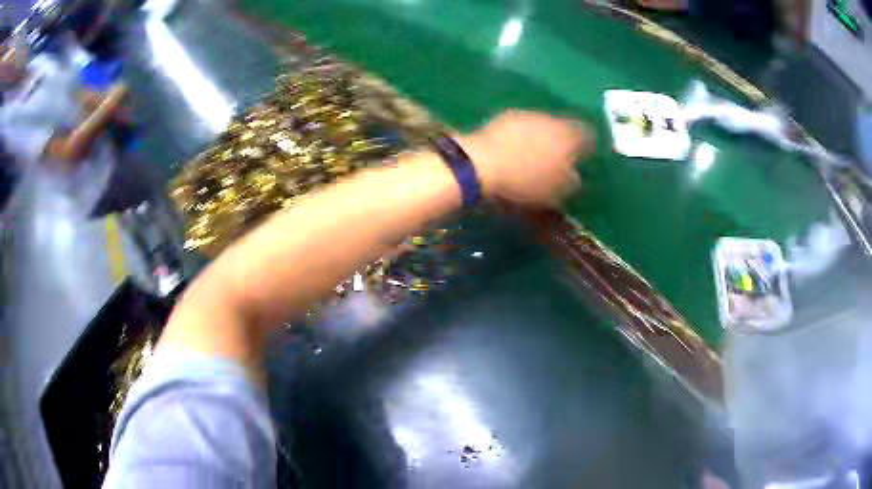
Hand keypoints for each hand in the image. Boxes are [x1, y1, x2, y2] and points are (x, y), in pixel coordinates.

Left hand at [462, 111, 594, 205]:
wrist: (481, 164)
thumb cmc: (526, 182)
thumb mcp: (556, 192)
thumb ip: (572, 183)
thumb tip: (575, 177)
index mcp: (569, 136)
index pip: (588, 135)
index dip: (587, 146)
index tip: (584, 158)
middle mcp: (551, 120)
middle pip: (564, 127)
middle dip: (564, 141)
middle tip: (559, 159)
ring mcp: (527, 115)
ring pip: (543, 125)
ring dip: (542, 137)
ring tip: (534, 156)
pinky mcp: (505, 117)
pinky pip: (522, 127)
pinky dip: (522, 137)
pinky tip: (514, 151)